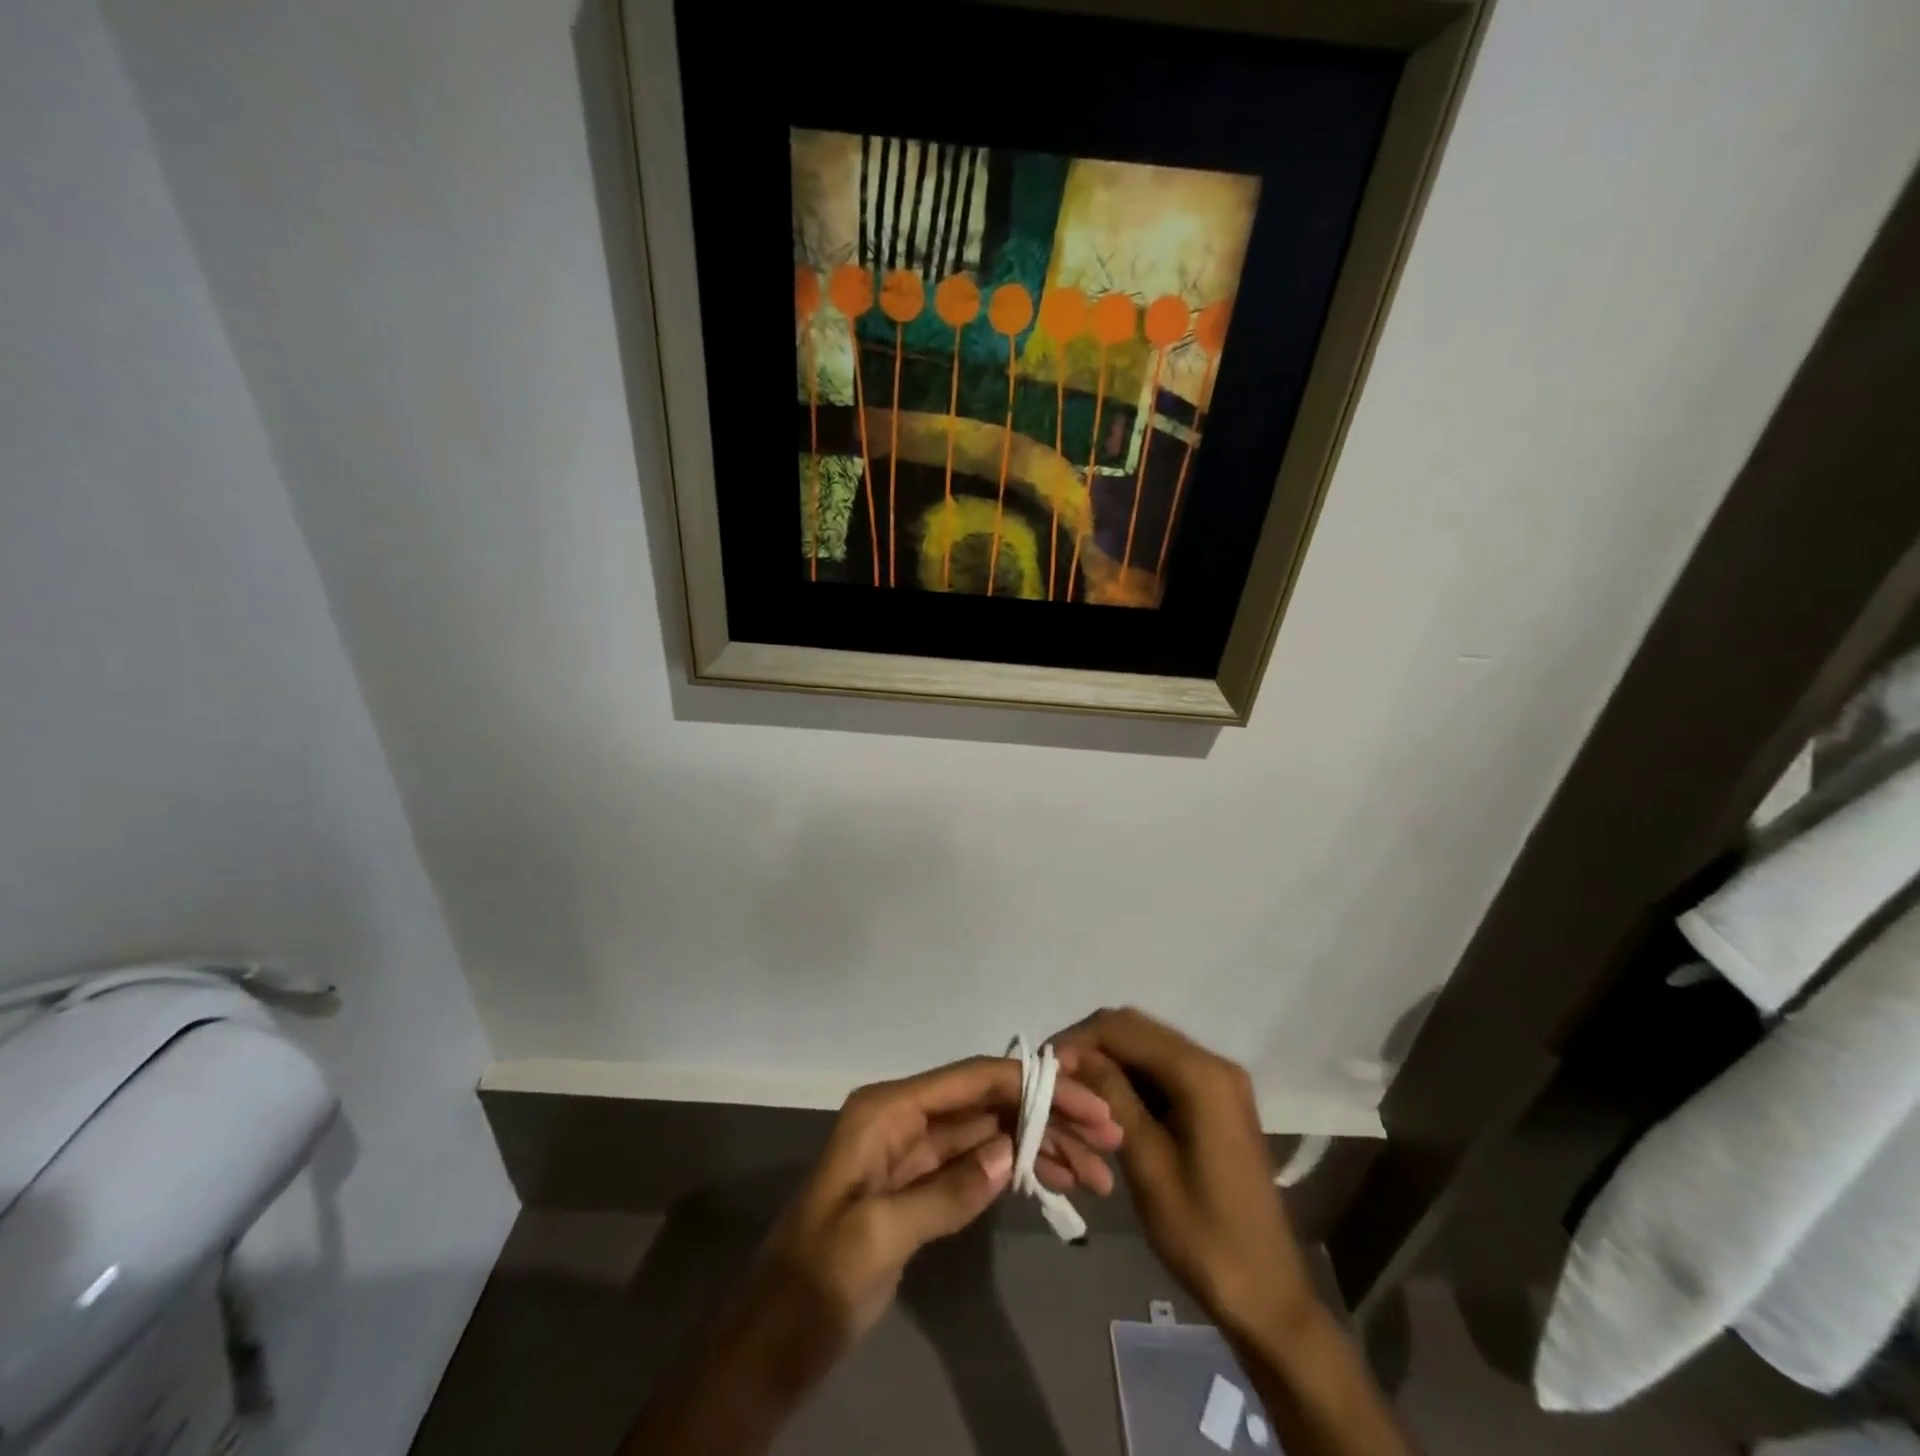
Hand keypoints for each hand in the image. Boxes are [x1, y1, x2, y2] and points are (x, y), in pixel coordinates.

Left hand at [757, 1054, 1121, 1344]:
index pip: (972, 1080)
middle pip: (987, 1103)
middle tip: (1107, 1141)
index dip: (1032, 1086)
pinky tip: (1051, 1183)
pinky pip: (976, 1166)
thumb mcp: (876, 1237)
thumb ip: (945, 1191)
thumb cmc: (815, 1283)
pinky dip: (1013, 1171)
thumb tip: (1008, 1153)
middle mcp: (903, 1117)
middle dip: (1046, 1117)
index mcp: (887, 1110)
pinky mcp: (919, 1187)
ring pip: (987, 1134)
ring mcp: (912, 1152)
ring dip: (1038, 1146)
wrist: (771, 1343)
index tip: (1088, 1104)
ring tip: (1094, 1174)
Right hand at [1053, 1008, 1316, 1341]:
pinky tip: (1105, 1103)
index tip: (1042, 1067)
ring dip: (1108, 1061)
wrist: (1265, 1293)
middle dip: (1090, 1046)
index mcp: (1200, 1074)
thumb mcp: (1147, 1162)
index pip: (1123, 1029)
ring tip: (1071, 1090)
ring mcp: (1219, 1081)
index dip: (1078, 1040)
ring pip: (1147, 1047)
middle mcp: (1213, 1063)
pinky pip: (1163, 1070)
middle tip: (1052, 1078)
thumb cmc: (1202, 1234)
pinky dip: (1131, 1077)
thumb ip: (1110, 1096)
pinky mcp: (1216, 1100)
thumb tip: (1068, 1053)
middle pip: (1136, 1030)